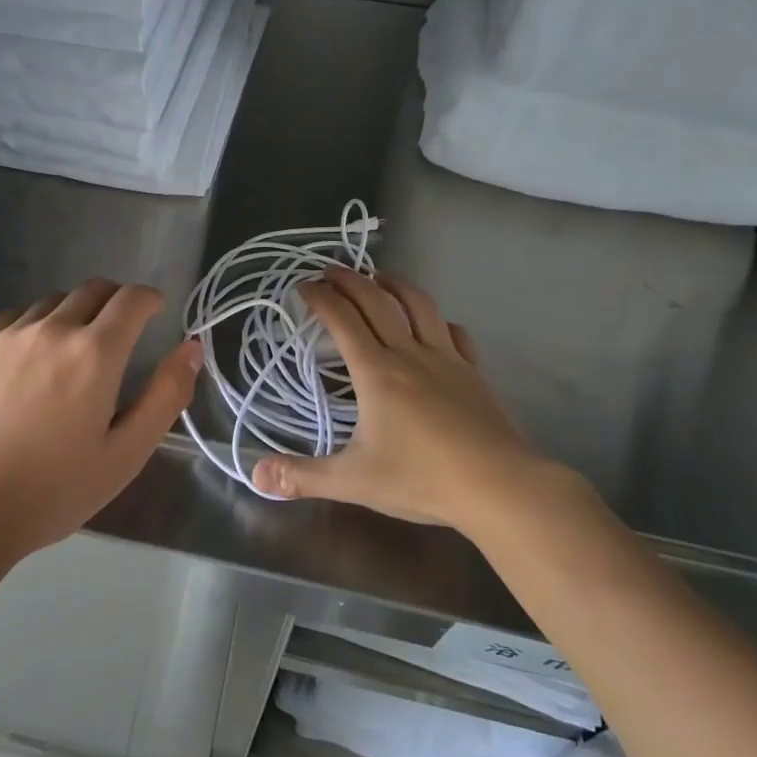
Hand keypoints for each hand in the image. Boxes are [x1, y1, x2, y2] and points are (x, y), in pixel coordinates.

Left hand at [0, 279, 200, 559]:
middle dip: (116, 300)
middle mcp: (52, 330)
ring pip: (53, 301)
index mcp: (95, 354)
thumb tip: (192, 348)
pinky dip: (36, 324)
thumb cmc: (53, 491)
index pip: (131, 299)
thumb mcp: (126, 454)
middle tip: (122, 329)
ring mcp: (7, 336)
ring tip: (75, 347)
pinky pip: (15, 317)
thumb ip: (165, 395)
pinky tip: (31, 358)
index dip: (149, 299)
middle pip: (93, 289)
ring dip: (75, 312)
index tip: (155, 311)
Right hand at [251, 268, 563, 533]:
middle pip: (378, 301)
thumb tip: (257, 475)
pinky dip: (437, 320)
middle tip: (330, 270)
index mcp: (377, 372)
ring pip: (419, 306)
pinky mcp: (474, 373)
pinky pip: (454, 333)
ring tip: (379, 277)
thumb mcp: (354, 481)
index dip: (321, 298)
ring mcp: (447, 359)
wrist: (499, 486)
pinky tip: (434, 324)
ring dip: (395, 284)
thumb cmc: (422, 479)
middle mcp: (410, 354)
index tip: (303, 285)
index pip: (343, 320)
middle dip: (350, 280)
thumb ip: (303, 476)